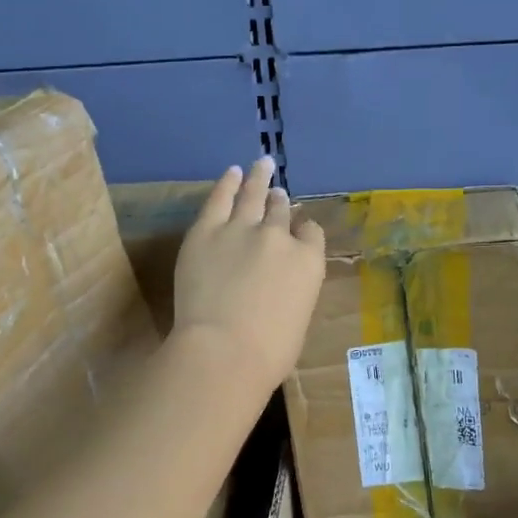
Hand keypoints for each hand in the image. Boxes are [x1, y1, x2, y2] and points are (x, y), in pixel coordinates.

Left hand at [172, 157, 326, 391]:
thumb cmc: (268, 353)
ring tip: (261, 164)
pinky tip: (232, 173)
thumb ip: (293, 292)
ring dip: (258, 179)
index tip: (298, 229)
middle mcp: (279, 237)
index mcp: (308, 262)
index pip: (310, 234)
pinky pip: (220, 198)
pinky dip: (227, 184)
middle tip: (277, 191)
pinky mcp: (207, 230)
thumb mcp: (298, 320)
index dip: (303, 230)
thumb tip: (280, 287)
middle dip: (279, 201)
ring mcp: (242, 229)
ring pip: (253, 195)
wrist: (224, 350)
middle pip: (280, 211)